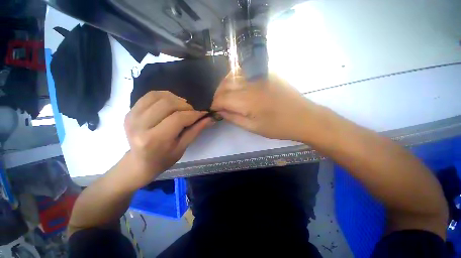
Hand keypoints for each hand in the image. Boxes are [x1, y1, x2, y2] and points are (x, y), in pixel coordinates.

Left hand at [124, 91, 212, 185]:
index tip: (203, 113)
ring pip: (158, 96)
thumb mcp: (183, 147)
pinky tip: (171, 102)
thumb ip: (196, 130)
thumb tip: (210, 118)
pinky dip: (164, 96)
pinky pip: (149, 96)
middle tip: (193, 111)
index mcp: (154, 140)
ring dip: (175, 99)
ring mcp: (132, 117)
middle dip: (185, 105)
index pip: (178, 118)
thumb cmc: (164, 159)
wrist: (139, 162)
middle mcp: (140, 126)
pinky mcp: (130, 112)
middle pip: (167, 104)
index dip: (194, 114)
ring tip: (183, 107)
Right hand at [212, 71, 323, 141]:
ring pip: (233, 75)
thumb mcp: (253, 127)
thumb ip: (234, 118)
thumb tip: (220, 111)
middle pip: (225, 85)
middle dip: (217, 94)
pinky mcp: (267, 72)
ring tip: (224, 95)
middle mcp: (251, 84)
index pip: (222, 98)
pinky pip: (244, 71)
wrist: (304, 117)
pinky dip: (235, 78)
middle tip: (217, 104)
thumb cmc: (278, 127)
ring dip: (224, 85)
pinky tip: (236, 86)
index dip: (214, 104)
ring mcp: (260, 75)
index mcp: (248, 100)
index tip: (211, 109)